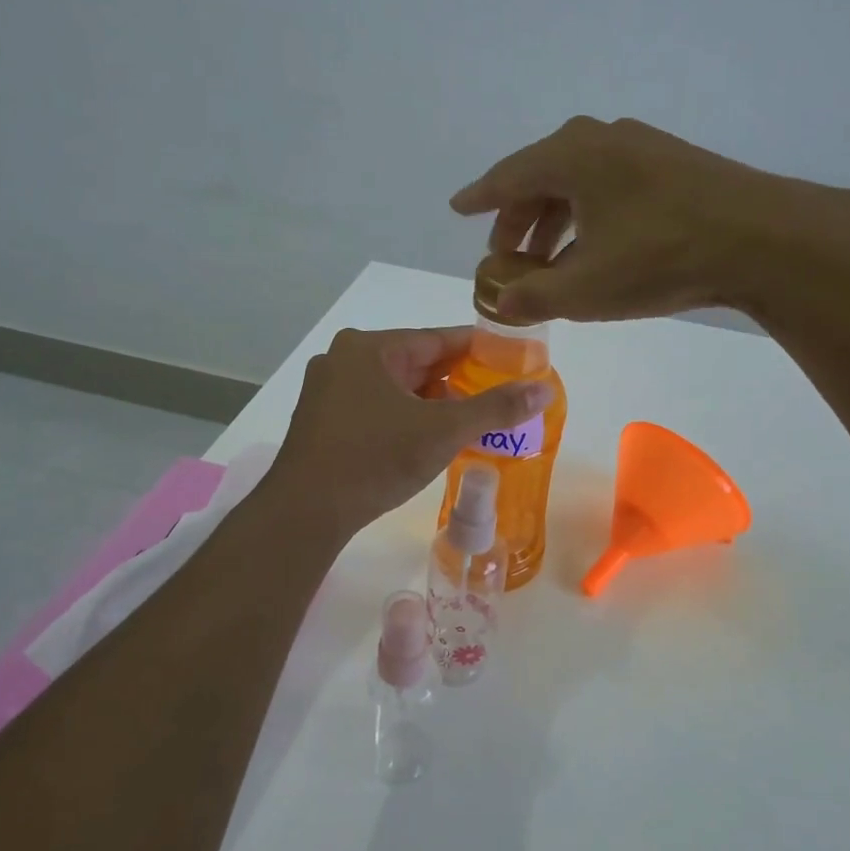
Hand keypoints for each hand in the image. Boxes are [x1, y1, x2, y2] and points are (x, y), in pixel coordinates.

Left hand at [272, 327, 551, 536]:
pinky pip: (376, 408)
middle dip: (457, 381)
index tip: (513, 360)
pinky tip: (427, 440)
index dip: (479, 349)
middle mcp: (344, 359)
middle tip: (496, 398)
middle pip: (416, 362)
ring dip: (431, 404)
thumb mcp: (443, 432)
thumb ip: (495, 408)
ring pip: (396, 388)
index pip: (438, 338)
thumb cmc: (375, 459)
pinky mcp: (322, 421)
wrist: (305, 512)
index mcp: (370, 348)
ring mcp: (328, 391)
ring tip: (469, 423)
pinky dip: (405, 418)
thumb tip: (545, 390)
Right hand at [451, 116, 849, 323]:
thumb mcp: (585, 289)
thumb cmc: (660, 258)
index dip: (480, 199)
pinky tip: (594, 248)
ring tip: (548, 264)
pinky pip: (609, 186)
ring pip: (578, 183)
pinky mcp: (671, 163)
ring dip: (555, 222)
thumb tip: (499, 303)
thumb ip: (532, 298)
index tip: (459, 208)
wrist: (762, 238)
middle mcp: (600, 139)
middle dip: (519, 220)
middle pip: (541, 178)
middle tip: (507, 258)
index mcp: (569, 157)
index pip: (507, 177)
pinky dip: (588, 216)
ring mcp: (640, 146)